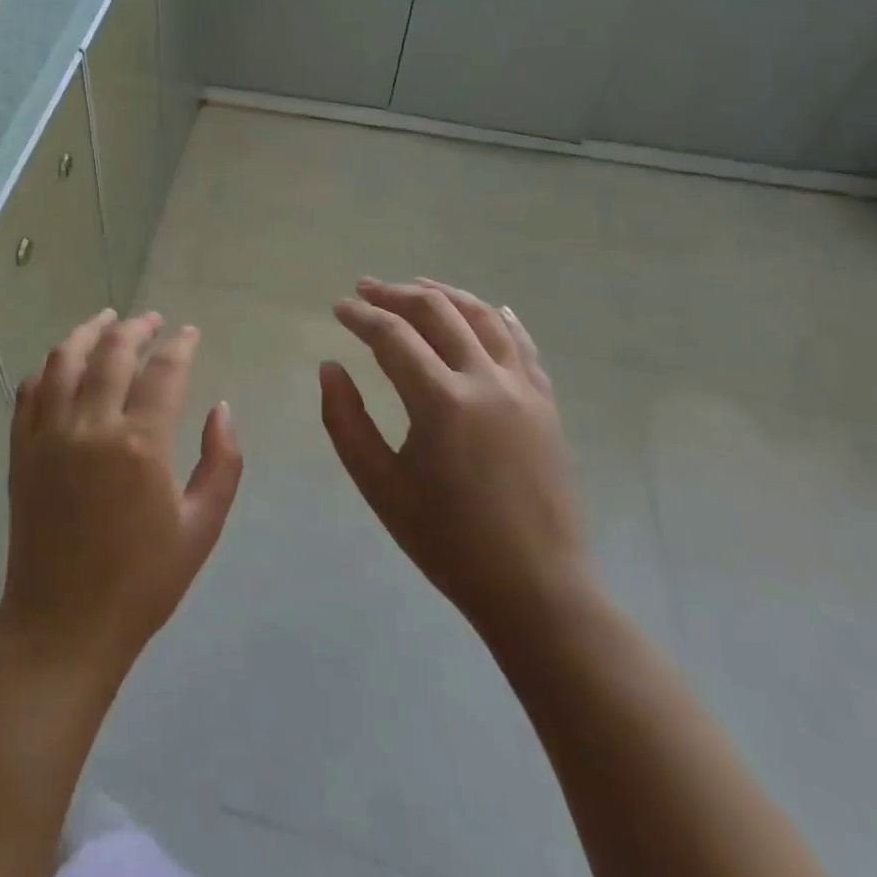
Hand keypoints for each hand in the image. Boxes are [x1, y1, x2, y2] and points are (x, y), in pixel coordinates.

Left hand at [0, 311, 242, 686]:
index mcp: (139, 444)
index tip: (189, 333)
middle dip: (136, 327)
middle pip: (112, 352)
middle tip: (152, 320)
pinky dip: (48, 367)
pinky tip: (62, 363)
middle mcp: (90, 426)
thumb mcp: (201, 528)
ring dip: (87, 332)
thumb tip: (221, 408)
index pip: (163, 371)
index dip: (179, 345)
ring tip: (106, 320)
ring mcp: (48, 435)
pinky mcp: (20, 450)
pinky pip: (30, 391)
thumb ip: (221, 462)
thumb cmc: (142, 583)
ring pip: (64, 360)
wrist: (63, 626)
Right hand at [322, 278, 588, 638]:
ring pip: (483, 317)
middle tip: (365, 289)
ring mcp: (524, 389)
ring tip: (415, 286)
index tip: (339, 307)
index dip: (361, 316)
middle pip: (438, 312)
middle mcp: (486, 381)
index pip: (393, 336)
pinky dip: (497, 317)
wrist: (537, 589)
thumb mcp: (380, 486)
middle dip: (396, 294)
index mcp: (442, 402)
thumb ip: (346, 422)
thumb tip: (330, 368)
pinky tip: (485, 308)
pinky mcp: (546, 404)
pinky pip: (521, 344)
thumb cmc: (448, 541)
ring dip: (444, 294)